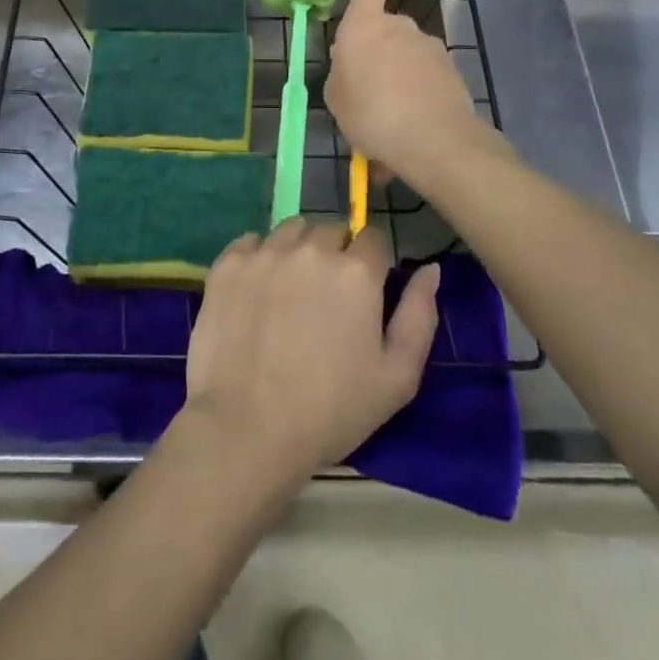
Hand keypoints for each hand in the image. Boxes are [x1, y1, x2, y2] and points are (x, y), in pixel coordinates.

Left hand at [182, 221, 440, 485]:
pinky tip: (257, 291)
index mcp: (356, 271)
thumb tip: (430, 269)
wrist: (247, 429)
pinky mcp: (228, 264)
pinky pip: (250, 242)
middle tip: (326, 298)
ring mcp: (265, 253)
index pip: (373, 238)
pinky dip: (258, 257)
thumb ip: (419, 315)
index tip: (364, 292)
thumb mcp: (397, 377)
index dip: (372, 262)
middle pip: (331, 231)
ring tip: (290, 291)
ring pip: (291, 230)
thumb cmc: (331, 410)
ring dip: (298, 249)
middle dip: (335, 254)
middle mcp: (311, 248)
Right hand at [326, 0, 502, 188]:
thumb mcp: (337, 98)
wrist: (435, 141)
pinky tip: (408, 136)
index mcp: (364, 28)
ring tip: (387, 128)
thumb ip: (342, 75)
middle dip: (376, 57)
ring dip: (396, 85)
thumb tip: (354, 66)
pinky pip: (424, 83)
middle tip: (365, 97)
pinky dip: (415, 102)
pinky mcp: (451, 71)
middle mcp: (399, 28)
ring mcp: (429, 48)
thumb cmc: (371, 113)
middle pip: (384, 33)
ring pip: (405, 62)